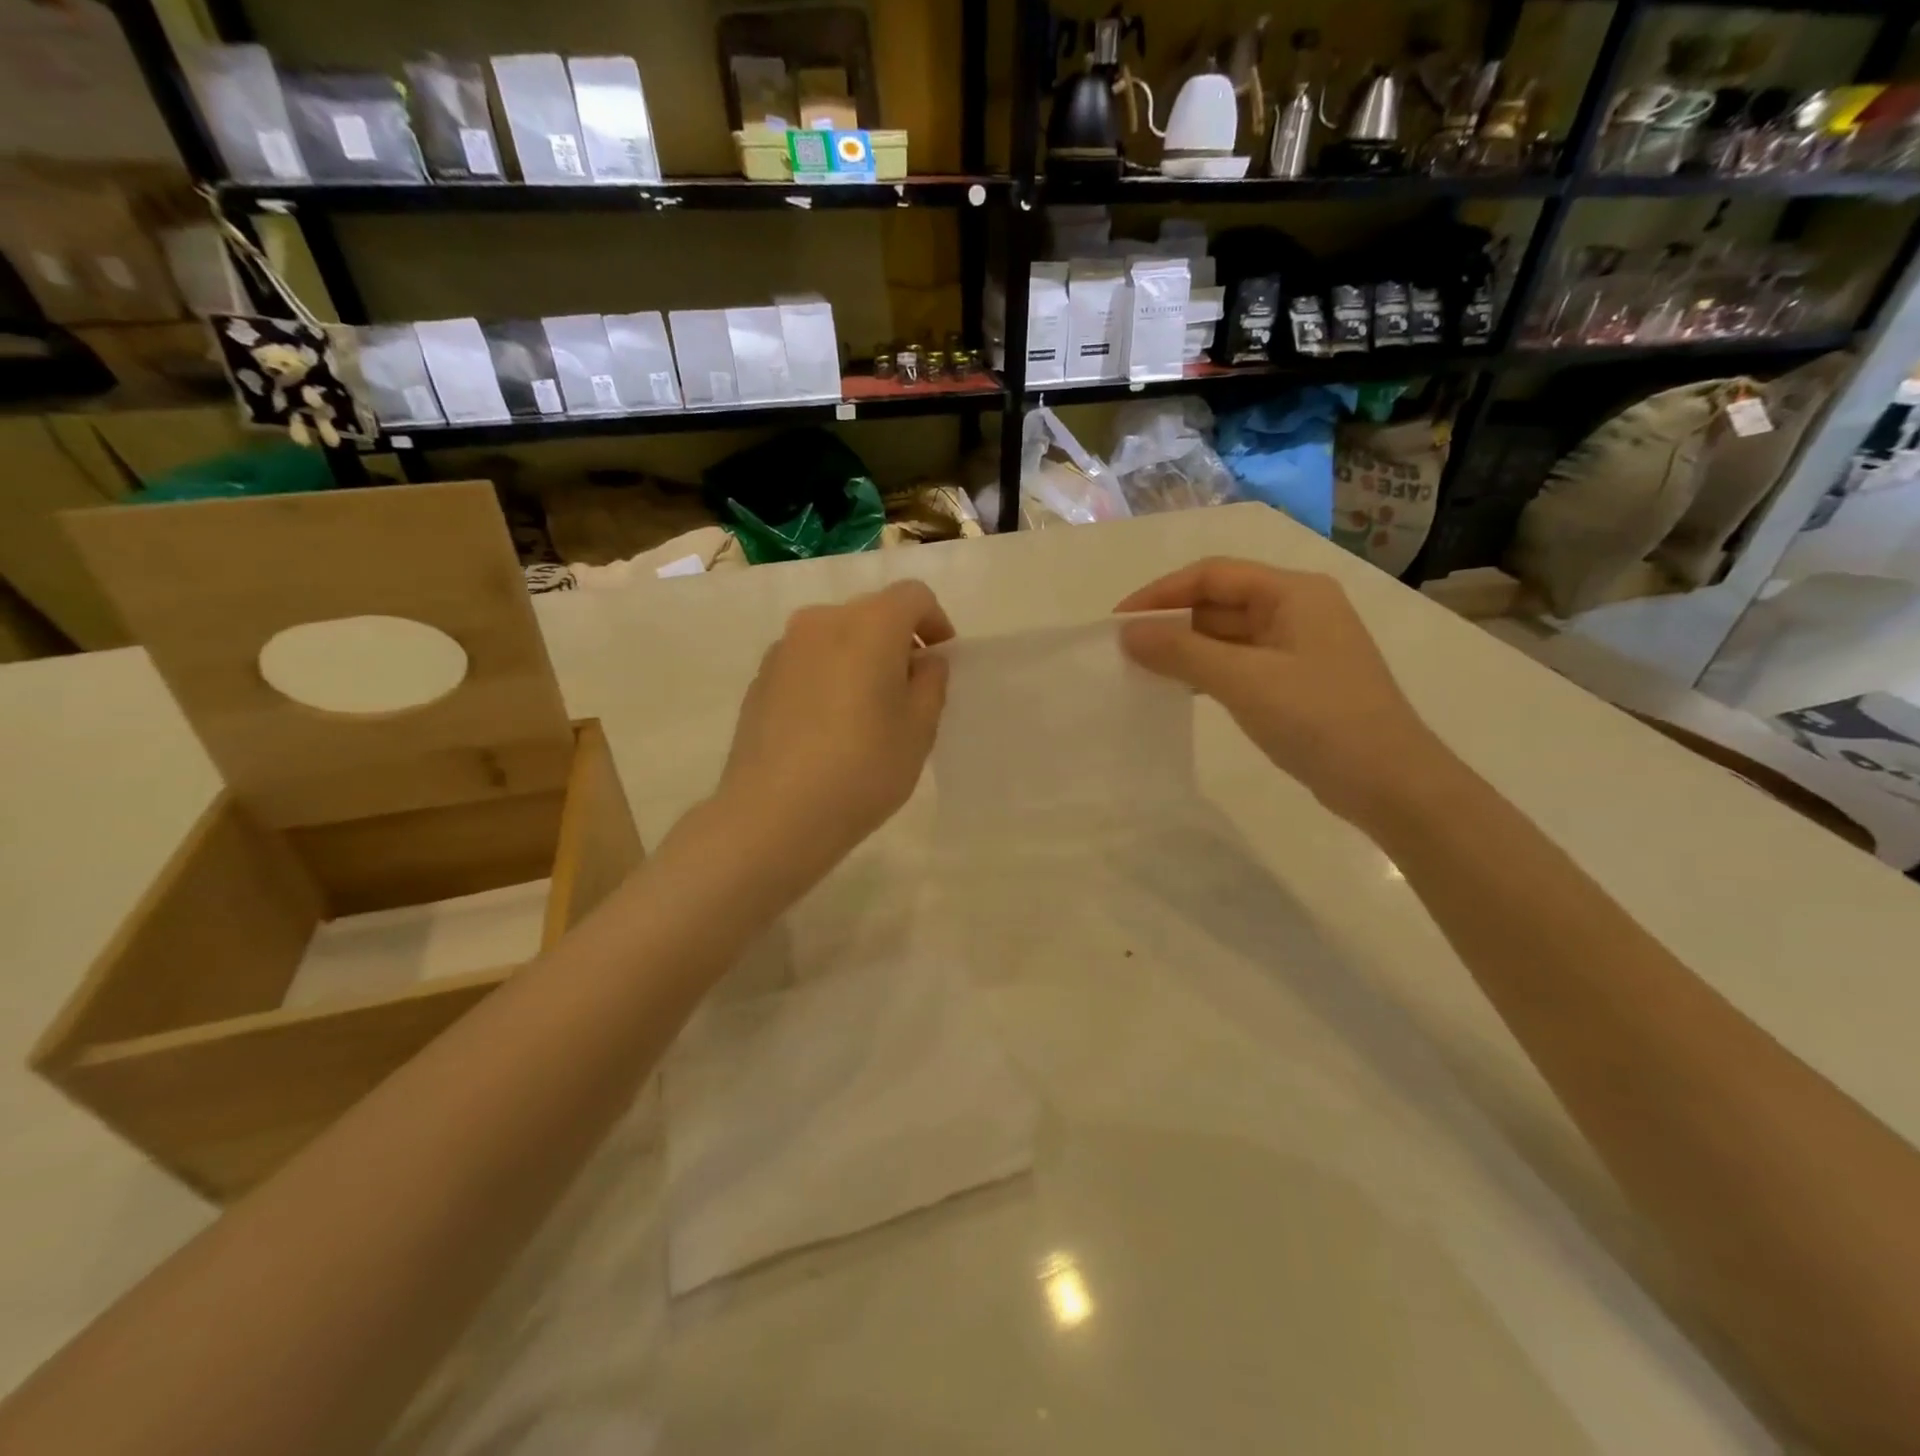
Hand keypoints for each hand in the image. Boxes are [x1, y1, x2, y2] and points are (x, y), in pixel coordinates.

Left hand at [716, 579, 953, 886]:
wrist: (773, 815)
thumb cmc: (862, 769)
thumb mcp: (919, 729)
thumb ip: (931, 682)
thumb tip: (923, 660)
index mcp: (868, 625)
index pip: (913, 596)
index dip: (936, 621)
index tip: (942, 660)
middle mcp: (821, 622)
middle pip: (871, 612)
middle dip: (897, 640)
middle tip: (909, 690)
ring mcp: (783, 649)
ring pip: (836, 637)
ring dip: (860, 658)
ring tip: (866, 711)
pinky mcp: (760, 679)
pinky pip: (807, 662)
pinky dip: (828, 676)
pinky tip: (829, 726)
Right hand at [1117, 558, 1447, 826]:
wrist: (1390, 783)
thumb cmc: (1319, 719)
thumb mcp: (1244, 681)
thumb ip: (1182, 652)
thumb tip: (1128, 633)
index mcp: (1293, 592)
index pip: (1212, 575)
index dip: (1161, 593)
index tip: (1119, 622)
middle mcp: (1298, 609)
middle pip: (1220, 602)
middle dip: (1171, 621)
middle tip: (1125, 650)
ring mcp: (1299, 647)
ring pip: (1228, 635)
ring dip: (1186, 648)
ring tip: (1142, 670)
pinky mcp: (1296, 681)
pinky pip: (1240, 663)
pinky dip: (1207, 671)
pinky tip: (1179, 689)